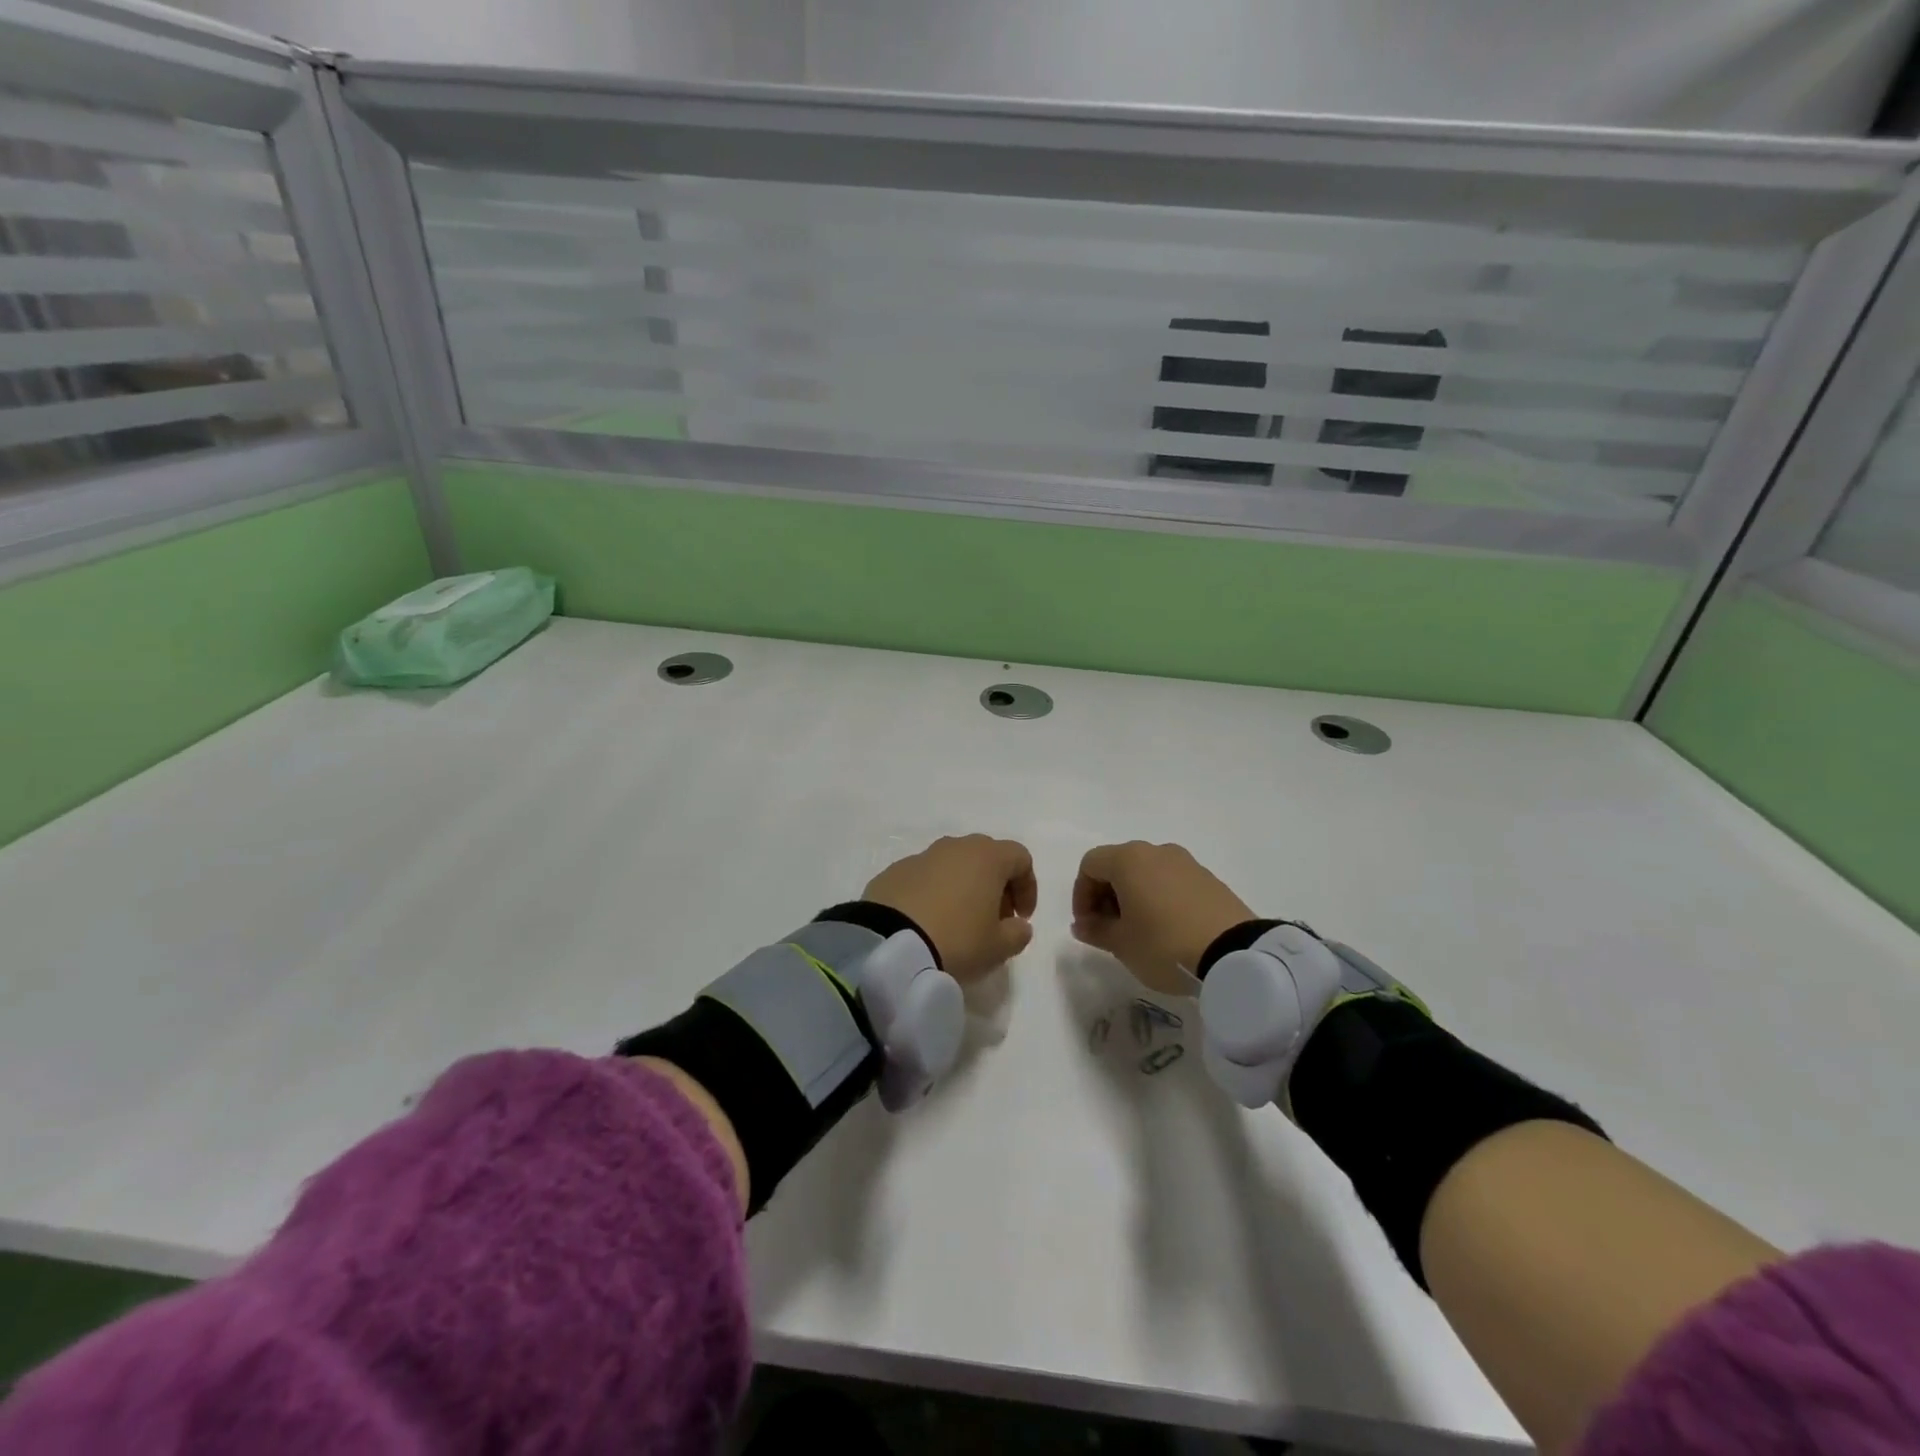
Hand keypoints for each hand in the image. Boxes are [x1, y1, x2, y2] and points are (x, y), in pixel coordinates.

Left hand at [863, 835, 1036, 981]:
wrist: (889, 944)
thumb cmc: (956, 940)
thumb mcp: (998, 947)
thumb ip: (1017, 934)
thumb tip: (1018, 925)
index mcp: (986, 857)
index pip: (1020, 858)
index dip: (1027, 886)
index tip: (1022, 918)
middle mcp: (955, 847)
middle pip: (986, 857)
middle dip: (995, 885)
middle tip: (993, 919)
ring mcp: (921, 856)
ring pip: (953, 865)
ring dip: (963, 887)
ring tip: (958, 922)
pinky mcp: (894, 871)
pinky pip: (924, 877)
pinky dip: (933, 893)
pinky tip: (927, 922)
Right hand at [1071, 841, 1254, 994]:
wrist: (1236, 955)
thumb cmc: (1165, 944)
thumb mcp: (1122, 944)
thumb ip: (1096, 930)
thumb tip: (1083, 924)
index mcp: (1129, 859)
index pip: (1090, 865)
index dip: (1081, 894)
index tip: (1087, 925)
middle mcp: (1157, 851)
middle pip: (1118, 864)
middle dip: (1106, 895)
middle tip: (1108, 929)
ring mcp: (1187, 863)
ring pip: (1146, 872)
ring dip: (1133, 896)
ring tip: (1139, 931)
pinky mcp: (1209, 879)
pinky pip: (1171, 881)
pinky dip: (1159, 898)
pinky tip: (1167, 929)